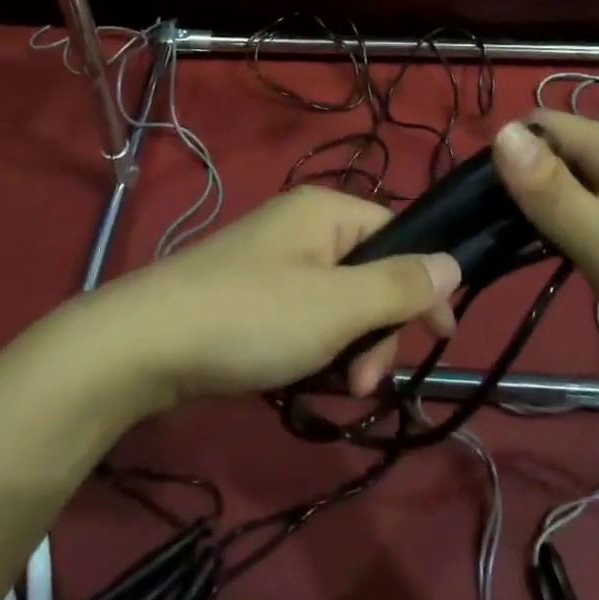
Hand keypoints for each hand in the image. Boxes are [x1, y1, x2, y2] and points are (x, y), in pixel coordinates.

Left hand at [87, 186, 461, 410]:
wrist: (144, 344)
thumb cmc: (251, 317)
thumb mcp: (336, 306)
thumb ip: (398, 286)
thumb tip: (453, 263)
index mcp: (326, 210)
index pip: (398, 235)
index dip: (422, 284)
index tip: (439, 338)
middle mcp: (303, 225)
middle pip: (370, 273)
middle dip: (378, 330)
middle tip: (364, 383)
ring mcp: (274, 260)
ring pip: (339, 302)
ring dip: (348, 348)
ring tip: (334, 389)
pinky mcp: (251, 293)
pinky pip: (305, 315)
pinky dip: (314, 348)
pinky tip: (304, 380)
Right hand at [492, 113, 598, 384]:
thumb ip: (550, 190)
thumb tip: (499, 131)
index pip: (543, 124)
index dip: (507, 153)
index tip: (484, 204)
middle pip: (567, 149)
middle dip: (531, 182)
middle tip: (508, 238)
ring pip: (591, 178)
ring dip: (561, 205)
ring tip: (543, 252)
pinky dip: (591, 220)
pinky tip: (593, 258)